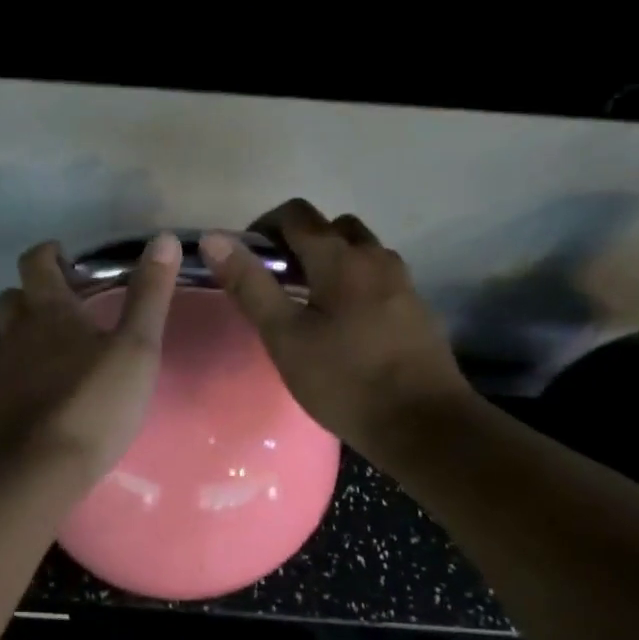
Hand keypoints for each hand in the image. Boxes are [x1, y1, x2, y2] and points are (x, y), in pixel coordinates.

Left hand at [0, 233, 182, 486]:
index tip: (67, 258)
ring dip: (27, 335)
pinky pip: (6, 378)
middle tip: (67, 307)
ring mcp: (0, 373)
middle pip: (12, 299)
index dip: (48, 254)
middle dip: (33, 294)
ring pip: (7, 339)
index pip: (35, 263)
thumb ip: (149, 296)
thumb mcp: (135, 350)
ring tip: (62, 353)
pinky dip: (24, 375)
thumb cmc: (91, 405)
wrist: (33, 472)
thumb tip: (164, 239)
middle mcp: (15, 334)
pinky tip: (48, 395)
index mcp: (47, 312)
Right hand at [200, 200, 472, 451]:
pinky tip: (342, 326)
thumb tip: (214, 238)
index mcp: (340, 258)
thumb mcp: (284, 336)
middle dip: (300, 242)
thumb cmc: (345, 380)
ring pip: (360, 252)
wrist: (424, 425)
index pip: (297, 214)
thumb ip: (250, 285)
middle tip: (276, 281)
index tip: (247, 259)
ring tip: (307, 304)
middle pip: (333, 227)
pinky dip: (353, 284)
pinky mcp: (416, 309)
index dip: (264, 227)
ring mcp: (402, 282)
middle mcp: (376, 257)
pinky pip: (378, 278)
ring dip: (330, 261)